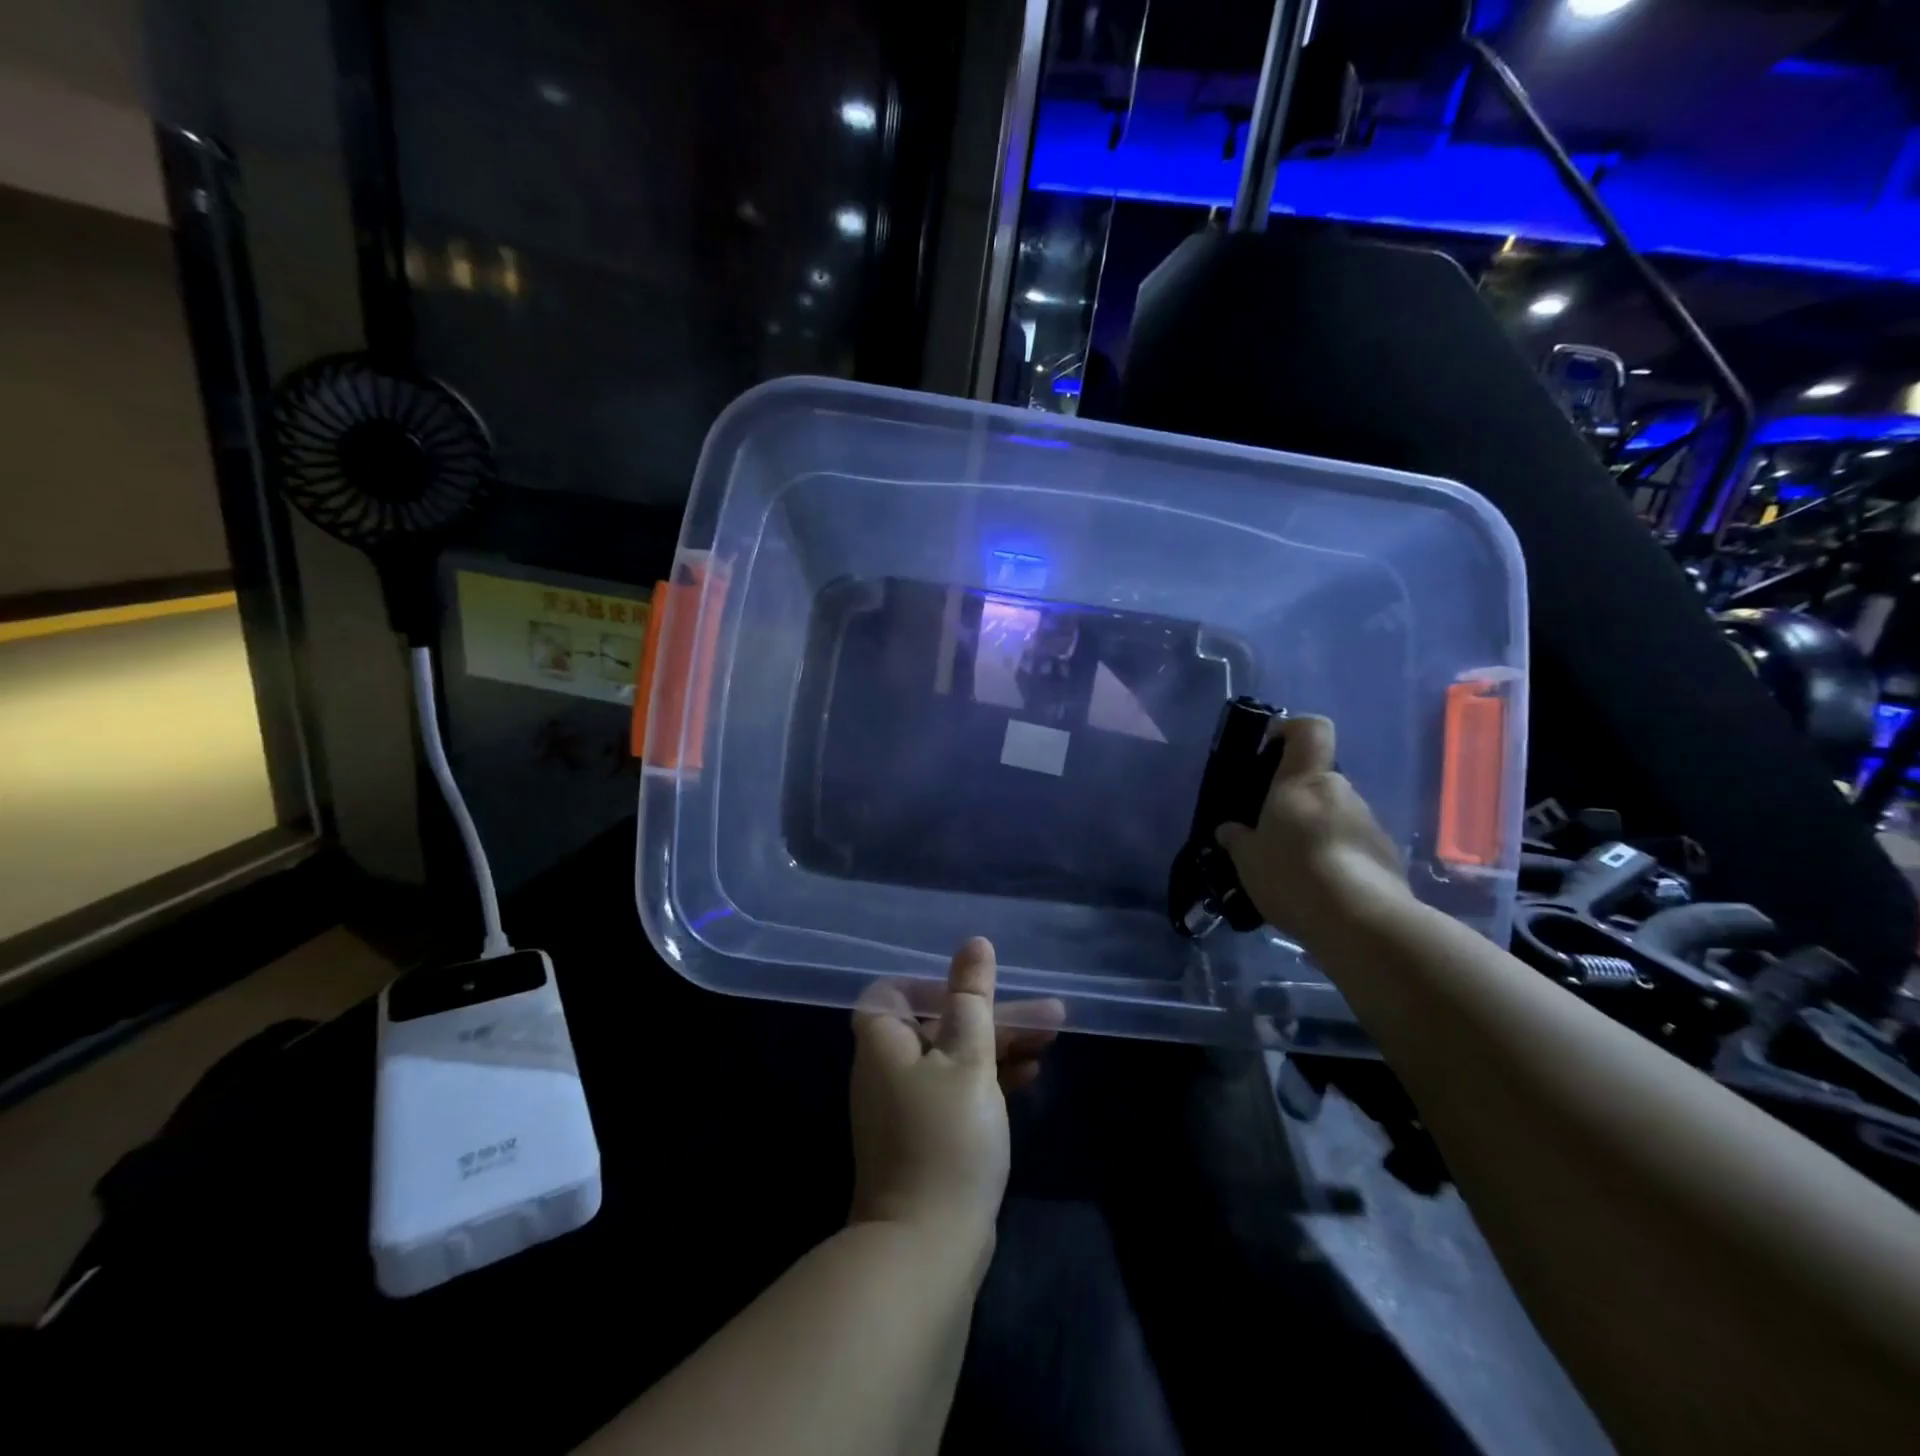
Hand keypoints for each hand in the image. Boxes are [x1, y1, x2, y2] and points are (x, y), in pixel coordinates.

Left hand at [849, 938, 1063, 1237]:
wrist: (926, 1248)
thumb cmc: (946, 1138)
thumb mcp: (968, 1057)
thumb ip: (972, 998)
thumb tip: (974, 944)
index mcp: (883, 1042)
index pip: (895, 991)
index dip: (935, 985)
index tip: (976, 991)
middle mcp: (887, 1069)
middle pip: (939, 1025)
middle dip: (993, 1016)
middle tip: (1048, 1014)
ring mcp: (906, 1107)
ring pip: (955, 1058)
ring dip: (1000, 1046)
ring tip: (1051, 1039)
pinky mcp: (926, 1139)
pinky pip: (957, 1091)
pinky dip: (989, 1080)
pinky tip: (1030, 1078)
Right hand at [1215, 715, 1409, 939]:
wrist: (1363, 924)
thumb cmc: (1293, 874)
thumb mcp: (1247, 860)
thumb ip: (1237, 840)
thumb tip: (1229, 830)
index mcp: (1303, 781)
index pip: (1310, 730)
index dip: (1291, 730)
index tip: (1270, 748)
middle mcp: (1341, 792)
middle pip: (1318, 781)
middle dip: (1295, 801)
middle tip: (1271, 834)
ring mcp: (1370, 824)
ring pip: (1335, 815)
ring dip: (1316, 833)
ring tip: (1295, 871)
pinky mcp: (1388, 857)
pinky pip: (1353, 846)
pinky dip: (1337, 859)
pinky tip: (1320, 891)